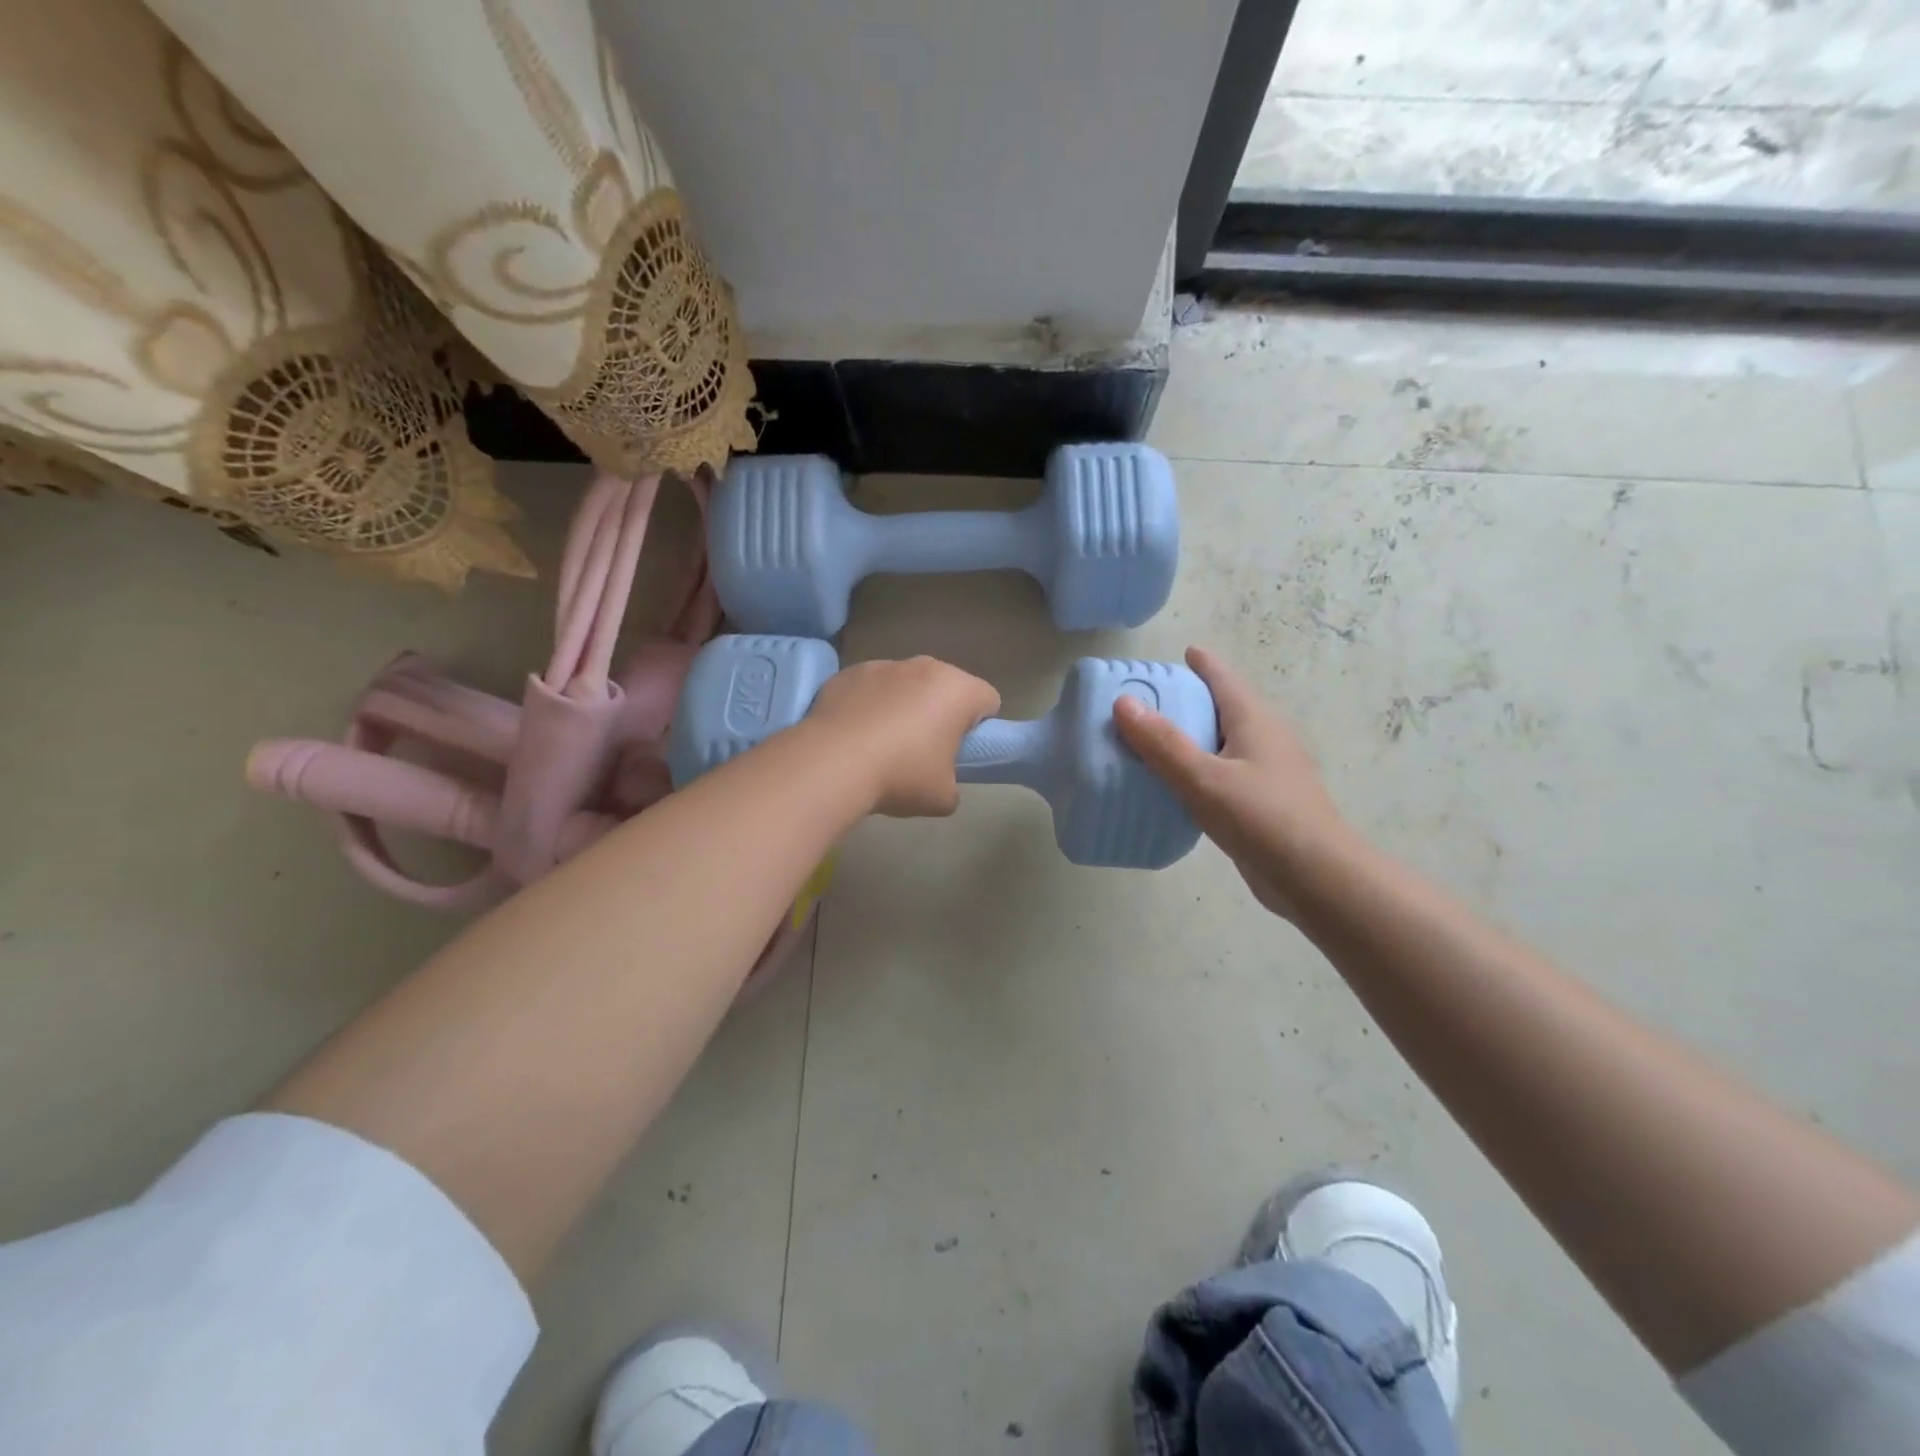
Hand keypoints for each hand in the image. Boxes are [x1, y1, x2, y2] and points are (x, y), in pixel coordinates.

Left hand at [806, 656, 1001, 817]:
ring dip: (903, 705)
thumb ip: (953, 783)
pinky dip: (869, 705)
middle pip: (945, 686)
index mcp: (958, 690)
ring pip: (906, 684)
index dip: (980, 727)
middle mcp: (924, 666)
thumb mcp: (943, 797)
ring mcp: (883, 665)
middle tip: (925, 750)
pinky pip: (870, 688)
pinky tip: (854, 735)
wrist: (831, 764)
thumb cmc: (900, 776)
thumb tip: (941, 781)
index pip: (988, 700)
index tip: (961, 752)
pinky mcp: (849, 673)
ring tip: (883, 743)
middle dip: (940, 712)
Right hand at [1113, 647, 1353, 917]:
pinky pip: (1223, 772)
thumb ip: (1162, 743)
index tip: (1180, 653)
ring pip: (1223, 742)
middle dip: (1191, 699)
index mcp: (1255, 720)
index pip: (1224, 678)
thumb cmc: (1262, 818)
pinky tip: (1176, 786)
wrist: (1317, 878)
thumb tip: (1124, 702)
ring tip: (1153, 742)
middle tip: (1148, 701)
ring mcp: (1268, 772)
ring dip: (1192, 737)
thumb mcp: (1203, 778)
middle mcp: (1264, 738)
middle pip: (1224, 707)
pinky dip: (1198, 769)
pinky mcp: (1263, 802)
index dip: (1202, 663)